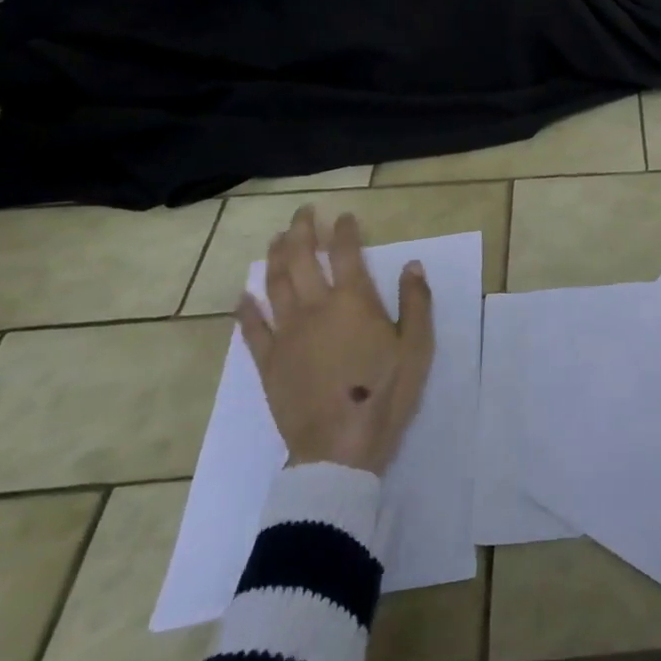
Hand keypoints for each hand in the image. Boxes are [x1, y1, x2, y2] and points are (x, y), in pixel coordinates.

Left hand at [236, 205, 434, 473]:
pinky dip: (246, 309)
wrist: (339, 447)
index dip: (344, 230)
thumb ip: (415, 302)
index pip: (345, 253)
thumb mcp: (417, 346)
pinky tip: (244, 296)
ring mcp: (286, 334)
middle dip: (301, 231)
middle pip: (301, 259)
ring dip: (274, 257)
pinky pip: (252, 328)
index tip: (344, 216)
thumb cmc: (385, 393)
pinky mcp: (268, 362)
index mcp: (353, 302)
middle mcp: (315, 308)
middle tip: (304, 213)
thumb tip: (412, 264)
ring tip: (277, 239)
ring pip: (274, 284)